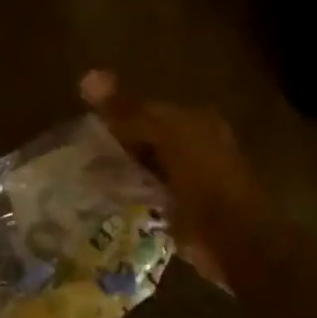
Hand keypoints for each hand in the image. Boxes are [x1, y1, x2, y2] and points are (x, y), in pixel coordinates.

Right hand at [80, 70, 268, 289]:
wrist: (238, 241)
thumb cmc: (205, 181)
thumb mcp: (166, 138)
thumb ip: (129, 111)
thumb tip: (88, 76)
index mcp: (195, 122)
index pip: (147, 110)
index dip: (115, 115)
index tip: (83, 128)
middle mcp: (196, 145)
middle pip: (147, 139)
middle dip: (116, 145)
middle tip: (78, 156)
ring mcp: (192, 179)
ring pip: (146, 167)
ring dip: (122, 172)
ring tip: (86, 178)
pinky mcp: (186, 210)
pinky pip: (149, 195)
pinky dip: (131, 196)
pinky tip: (107, 202)